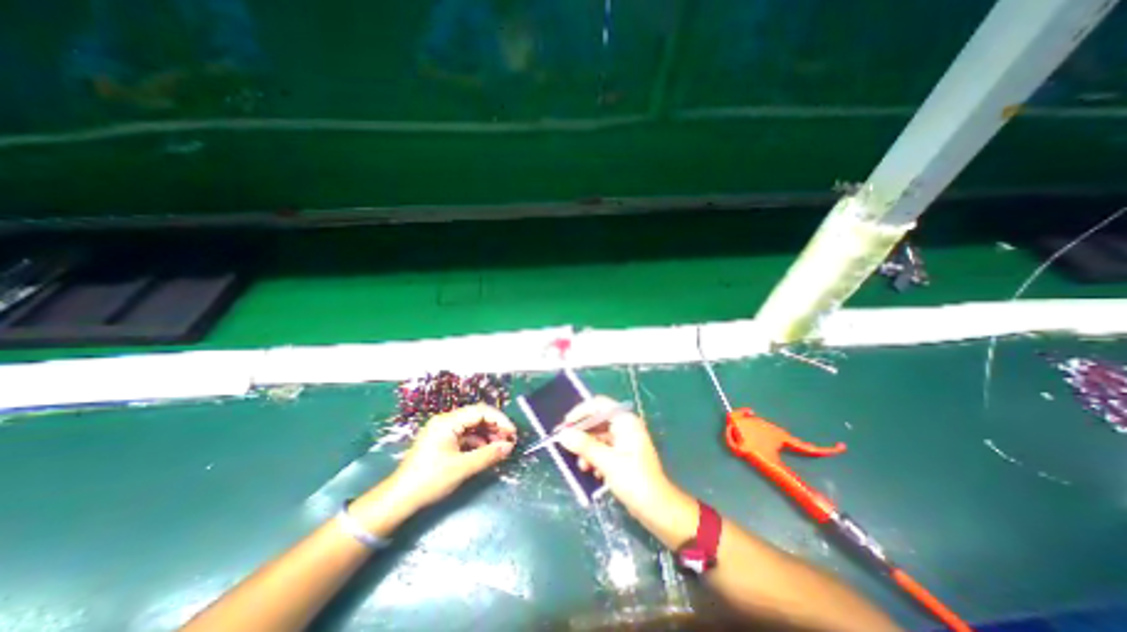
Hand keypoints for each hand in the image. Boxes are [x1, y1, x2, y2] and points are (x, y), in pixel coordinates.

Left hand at [384, 406, 514, 514]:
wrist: (398, 499)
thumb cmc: (429, 480)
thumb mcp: (462, 468)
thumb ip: (487, 455)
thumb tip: (509, 447)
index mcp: (448, 422)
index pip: (481, 411)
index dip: (500, 420)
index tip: (512, 433)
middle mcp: (446, 421)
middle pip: (477, 417)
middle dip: (495, 427)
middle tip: (509, 441)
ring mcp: (443, 431)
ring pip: (472, 426)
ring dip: (488, 435)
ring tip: (500, 448)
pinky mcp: (442, 441)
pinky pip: (465, 436)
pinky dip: (478, 442)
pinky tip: (486, 452)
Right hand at [556, 397, 672, 520]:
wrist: (658, 509)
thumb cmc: (635, 481)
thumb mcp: (607, 462)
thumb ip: (585, 446)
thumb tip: (563, 434)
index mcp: (625, 421)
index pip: (599, 405)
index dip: (580, 412)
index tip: (565, 426)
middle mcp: (625, 426)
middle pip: (597, 421)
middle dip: (582, 435)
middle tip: (568, 447)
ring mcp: (625, 440)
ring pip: (599, 437)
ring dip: (588, 449)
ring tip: (583, 467)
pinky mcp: (624, 454)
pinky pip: (604, 448)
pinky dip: (596, 458)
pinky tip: (595, 473)